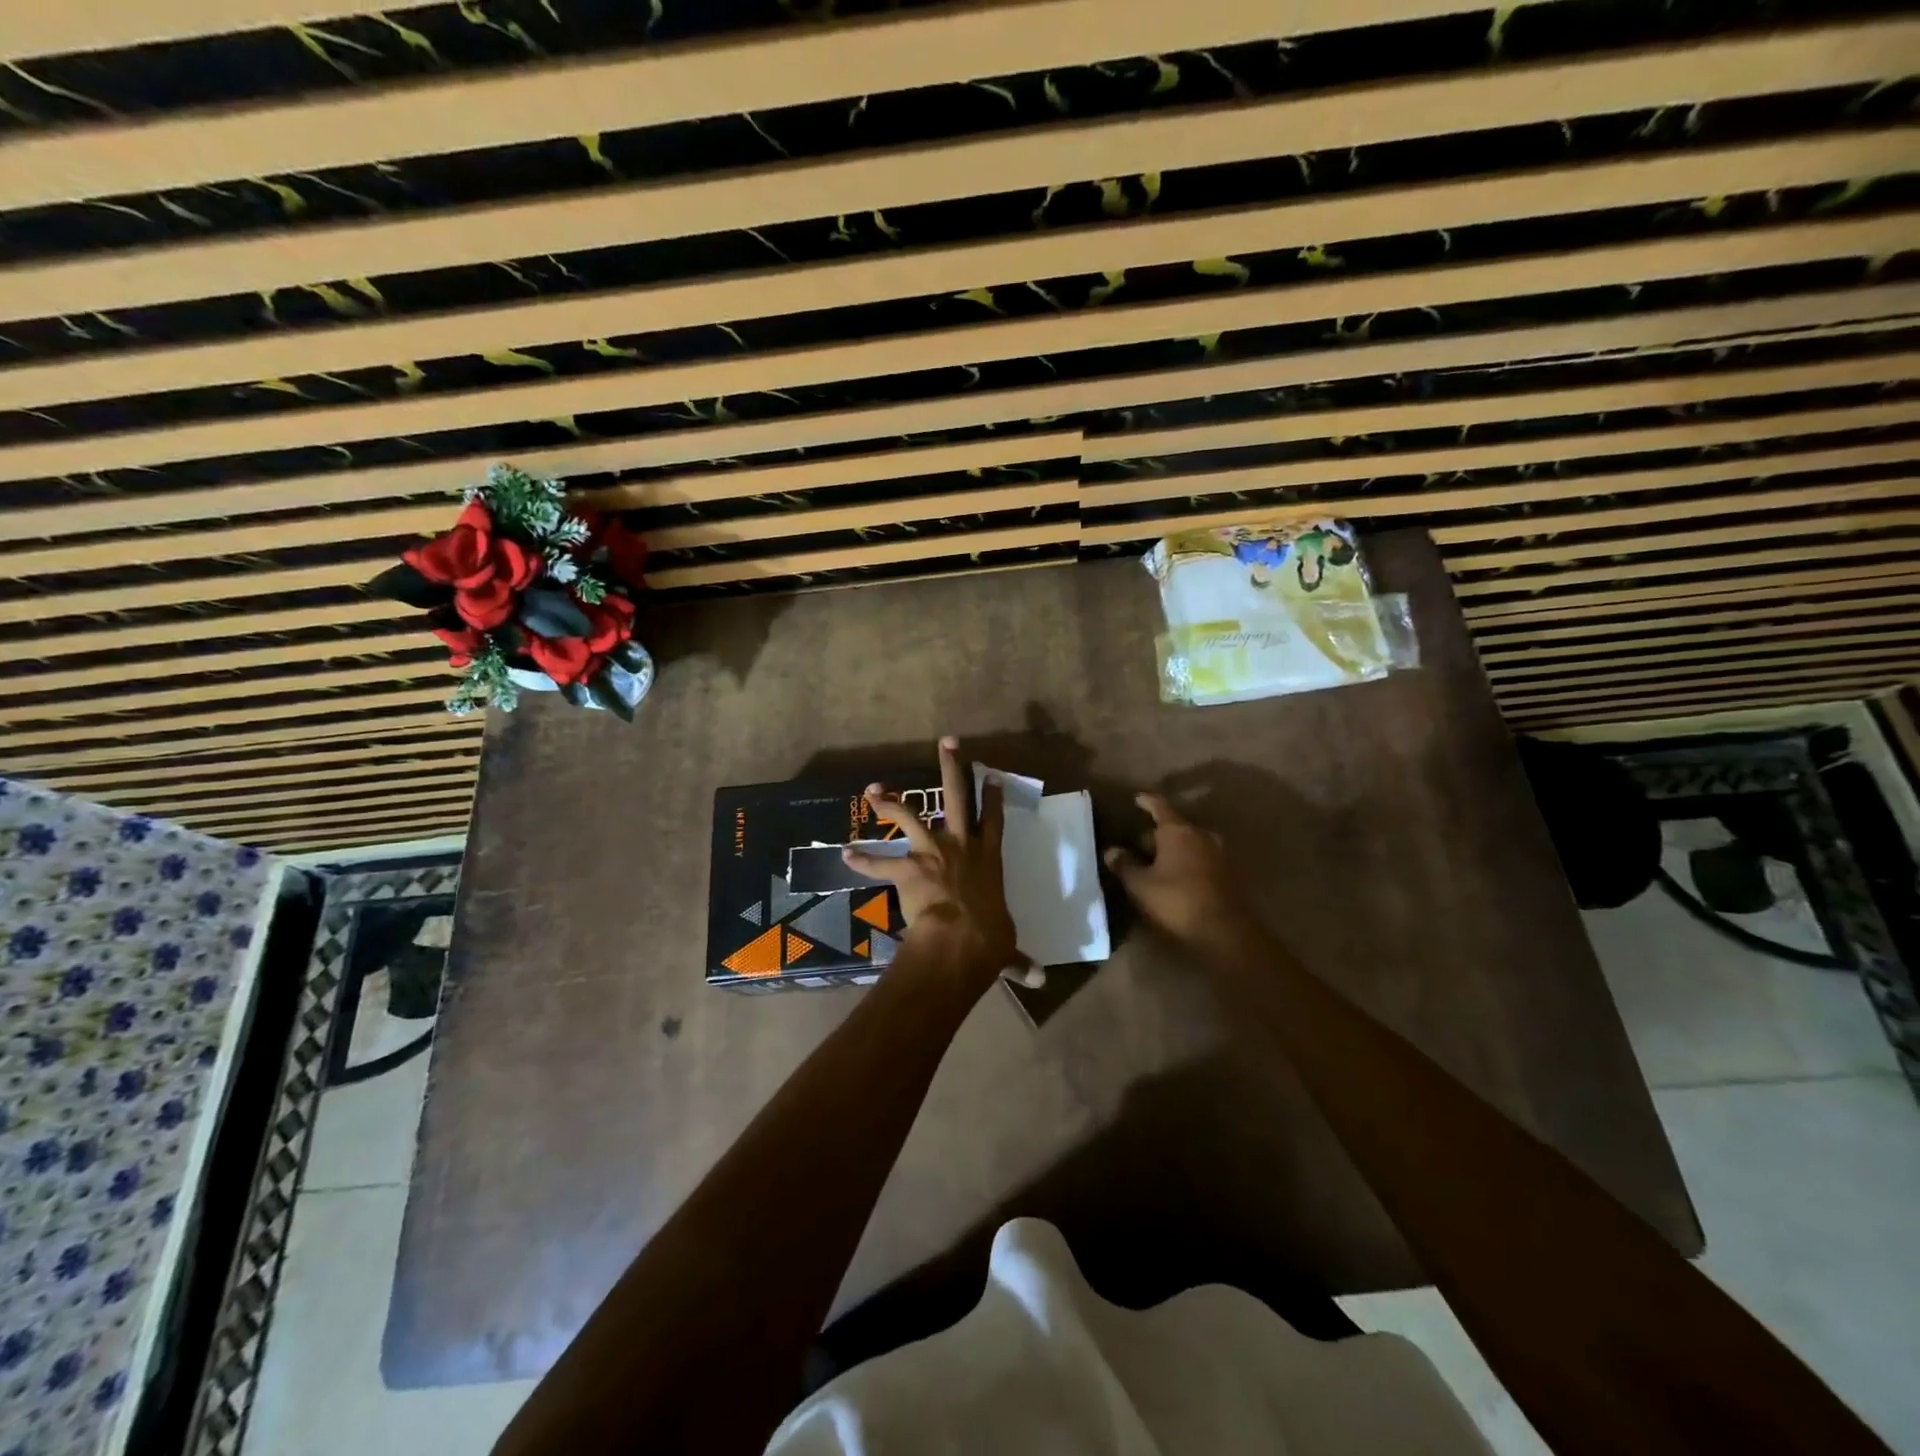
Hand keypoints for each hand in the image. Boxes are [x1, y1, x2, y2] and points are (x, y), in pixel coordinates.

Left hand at [843, 736, 1020, 979]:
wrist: (960, 939)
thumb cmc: (988, 939)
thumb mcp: (1006, 947)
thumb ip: (1019, 960)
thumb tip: (1039, 980)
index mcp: (988, 859)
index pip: (994, 820)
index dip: (993, 796)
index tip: (992, 775)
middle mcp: (961, 846)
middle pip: (956, 796)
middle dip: (951, 766)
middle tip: (946, 742)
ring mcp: (932, 852)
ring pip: (909, 815)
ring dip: (889, 802)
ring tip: (872, 789)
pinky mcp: (907, 868)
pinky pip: (879, 863)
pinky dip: (861, 860)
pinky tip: (845, 854)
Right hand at [1103, 793, 1244, 947]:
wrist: (1224, 932)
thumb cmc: (1177, 900)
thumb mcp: (1140, 885)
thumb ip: (1124, 865)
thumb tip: (1111, 851)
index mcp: (1178, 831)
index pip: (1160, 807)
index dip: (1147, 802)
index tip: (1137, 798)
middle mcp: (1200, 835)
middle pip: (1174, 827)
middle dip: (1155, 834)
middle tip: (1136, 844)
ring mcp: (1217, 854)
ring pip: (1188, 844)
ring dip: (1171, 850)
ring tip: (1153, 863)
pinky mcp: (1226, 874)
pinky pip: (1199, 859)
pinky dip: (1184, 862)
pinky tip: (1172, 877)